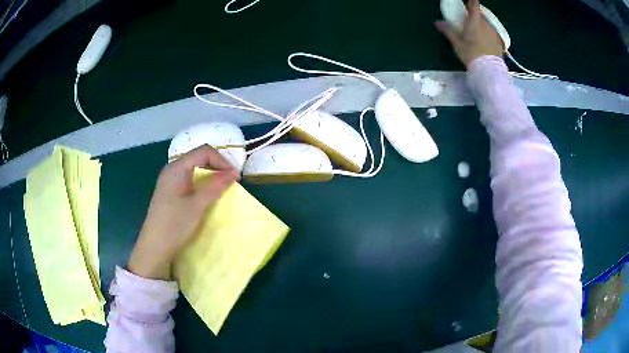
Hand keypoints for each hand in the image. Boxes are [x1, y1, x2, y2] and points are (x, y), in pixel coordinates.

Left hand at [128, 145, 239, 279]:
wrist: (154, 247)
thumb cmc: (175, 225)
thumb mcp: (197, 206)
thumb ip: (214, 187)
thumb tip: (233, 174)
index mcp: (177, 168)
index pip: (204, 152)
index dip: (222, 161)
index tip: (235, 177)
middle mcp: (172, 169)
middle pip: (199, 157)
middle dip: (218, 166)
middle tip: (231, 181)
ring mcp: (170, 180)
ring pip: (195, 168)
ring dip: (211, 175)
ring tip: (223, 187)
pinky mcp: (170, 191)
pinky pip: (189, 179)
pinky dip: (202, 182)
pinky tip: (208, 194)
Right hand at [435, 0, 503, 66]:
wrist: (489, 71)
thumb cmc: (472, 55)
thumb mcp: (457, 44)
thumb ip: (448, 31)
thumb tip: (437, 22)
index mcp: (475, 21)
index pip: (474, 4)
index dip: (471, 1)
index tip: (466, 3)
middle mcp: (486, 23)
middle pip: (480, 15)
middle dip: (474, 16)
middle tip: (467, 22)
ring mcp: (494, 32)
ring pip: (486, 24)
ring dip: (481, 26)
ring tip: (476, 35)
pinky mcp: (499, 41)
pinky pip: (491, 33)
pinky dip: (487, 35)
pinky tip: (484, 43)